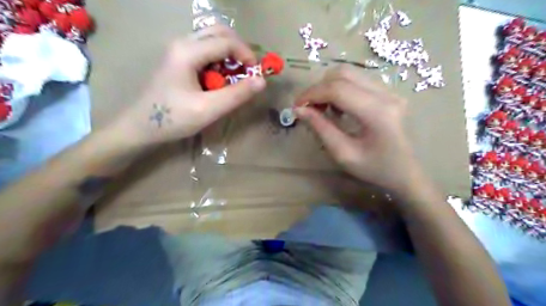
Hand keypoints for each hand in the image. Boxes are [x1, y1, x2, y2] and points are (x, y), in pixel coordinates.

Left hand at [113, 26, 263, 145]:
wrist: (140, 127)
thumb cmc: (173, 118)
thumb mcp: (208, 109)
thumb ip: (236, 95)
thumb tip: (262, 81)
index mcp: (188, 51)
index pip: (227, 42)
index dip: (247, 56)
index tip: (257, 76)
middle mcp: (183, 43)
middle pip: (220, 32)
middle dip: (239, 50)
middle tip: (248, 72)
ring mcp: (179, 50)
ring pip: (213, 40)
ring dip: (230, 55)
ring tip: (235, 78)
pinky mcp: (179, 59)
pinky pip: (206, 51)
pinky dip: (220, 61)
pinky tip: (219, 80)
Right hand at [297, 66, 423, 196]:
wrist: (405, 173)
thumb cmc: (374, 169)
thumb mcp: (343, 154)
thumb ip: (320, 129)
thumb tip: (299, 110)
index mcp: (377, 112)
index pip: (337, 89)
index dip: (312, 94)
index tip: (296, 106)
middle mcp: (386, 94)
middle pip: (343, 74)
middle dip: (319, 88)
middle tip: (308, 108)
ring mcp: (390, 91)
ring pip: (350, 74)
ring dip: (329, 87)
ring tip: (323, 109)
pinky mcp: (389, 92)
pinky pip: (358, 81)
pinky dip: (340, 89)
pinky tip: (339, 107)